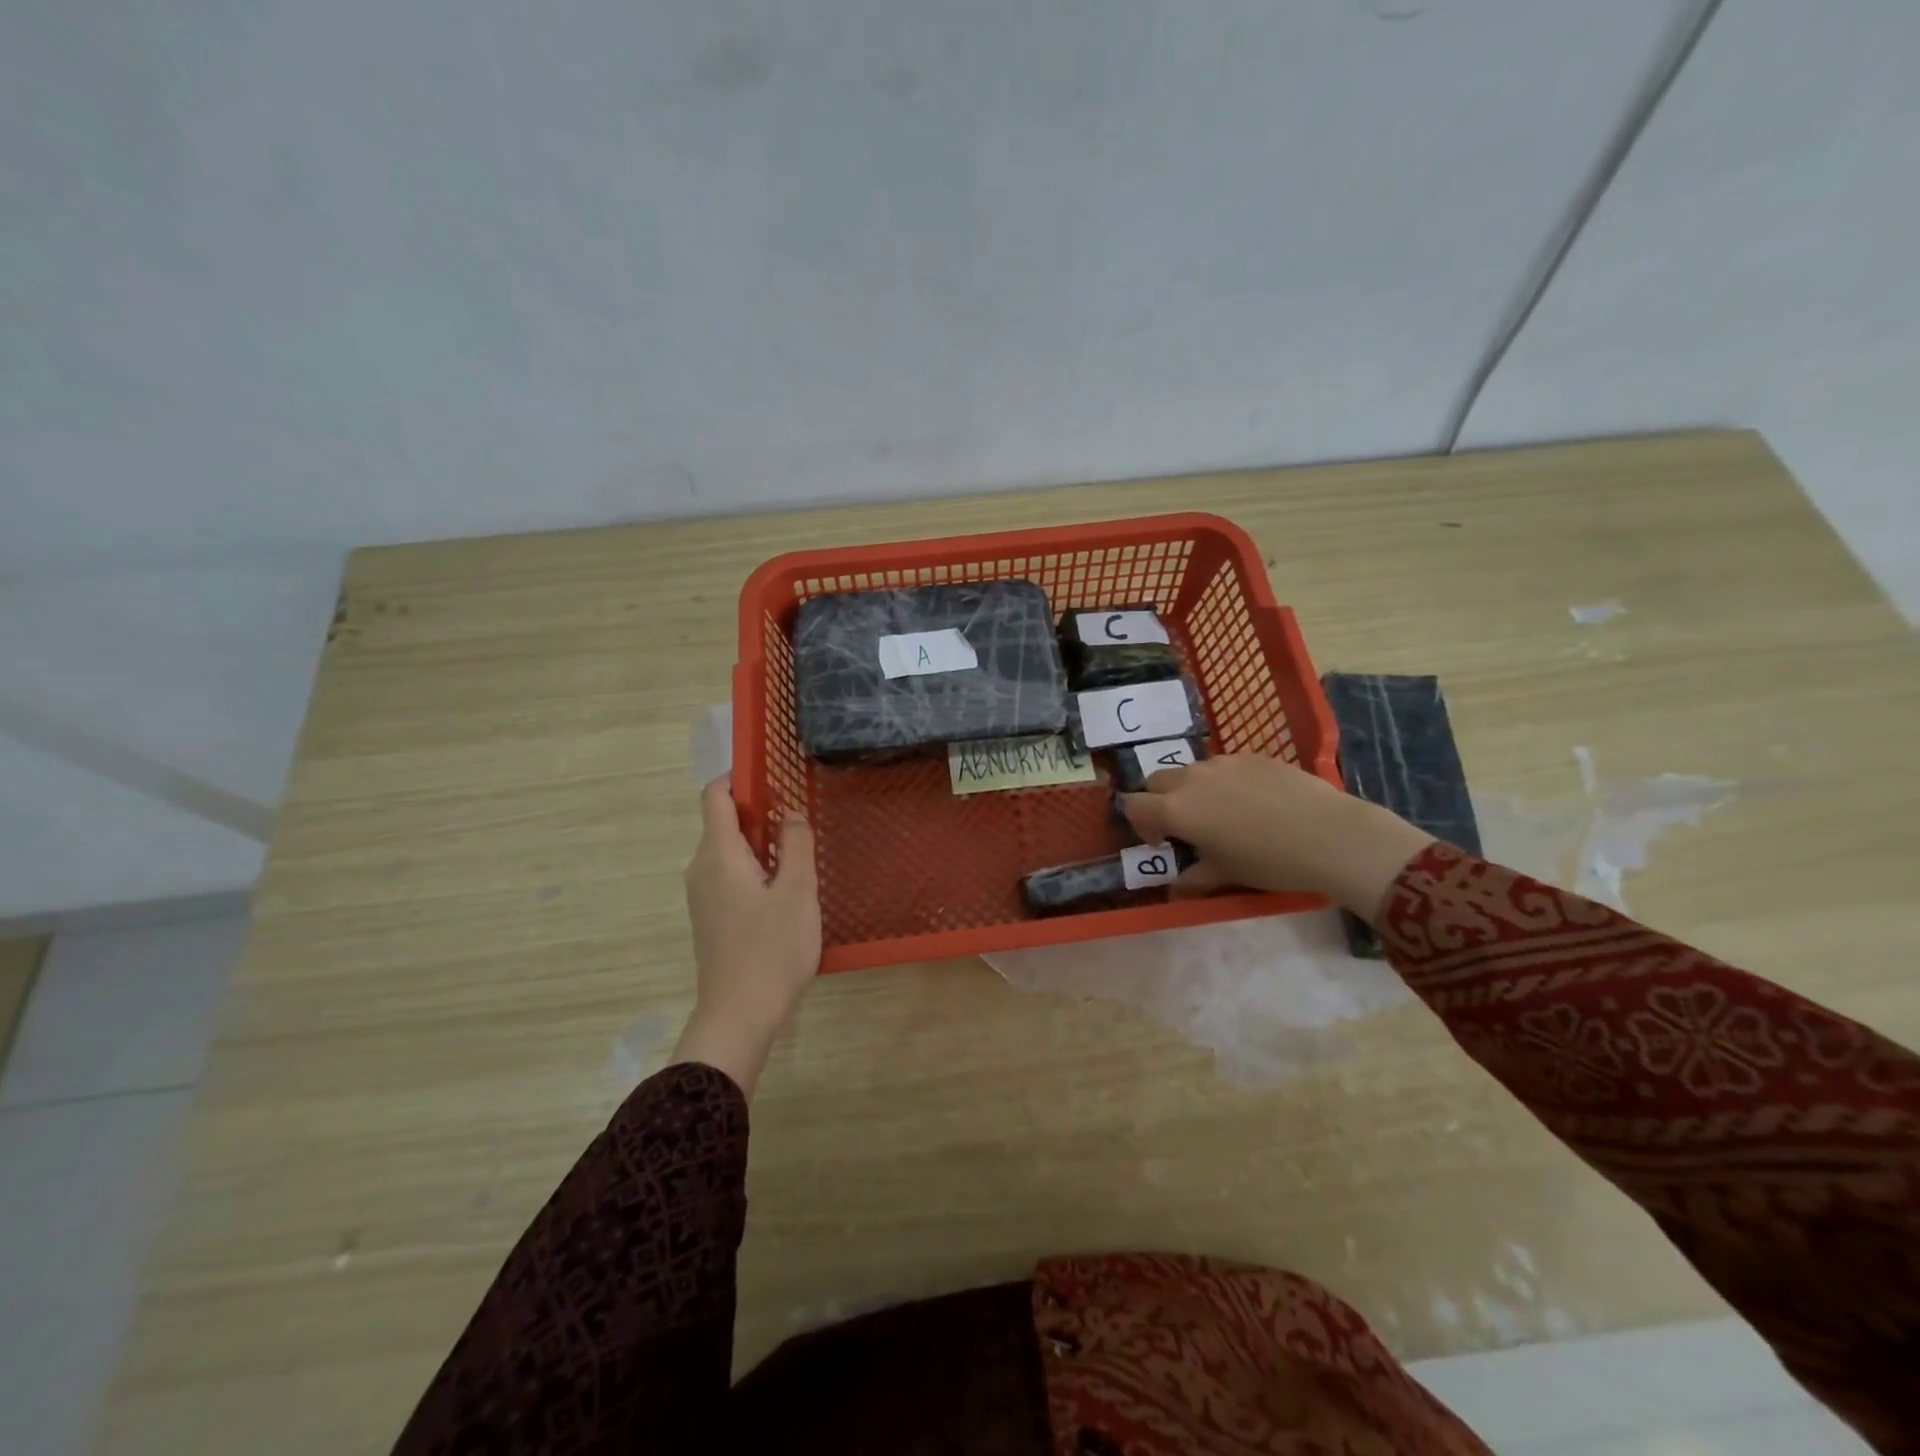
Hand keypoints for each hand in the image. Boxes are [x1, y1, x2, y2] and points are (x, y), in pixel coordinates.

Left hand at [671, 775, 821, 1097]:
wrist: (739, 1016)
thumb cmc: (771, 949)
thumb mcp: (797, 892)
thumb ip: (796, 844)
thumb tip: (791, 813)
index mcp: (718, 854)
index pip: (714, 795)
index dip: (738, 776)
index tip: (772, 775)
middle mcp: (701, 868)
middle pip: (723, 822)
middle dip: (760, 812)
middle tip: (801, 820)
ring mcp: (702, 895)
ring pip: (729, 850)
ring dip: (760, 843)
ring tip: (799, 855)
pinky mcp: (710, 916)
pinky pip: (729, 874)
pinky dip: (754, 867)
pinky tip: (784, 890)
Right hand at [1121, 754, 1433, 920]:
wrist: (1329, 835)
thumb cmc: (1268, 862)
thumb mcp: (1226, 875)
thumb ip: (1193, 878)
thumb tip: (1175, 888)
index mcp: (1176, 809)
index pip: (1133, 806)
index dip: (1141, 824)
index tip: (1163, 842)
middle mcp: (1191, 779)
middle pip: (1156, 780)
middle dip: (1161, 800)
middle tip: (1185, 825)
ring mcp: (1222, 762)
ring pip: (1191, 770)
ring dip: (1192, 789)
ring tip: (1221, 812)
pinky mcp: (1251, 756)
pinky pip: (1223, 765)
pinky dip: (1224, 781)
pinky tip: (1254, 801)